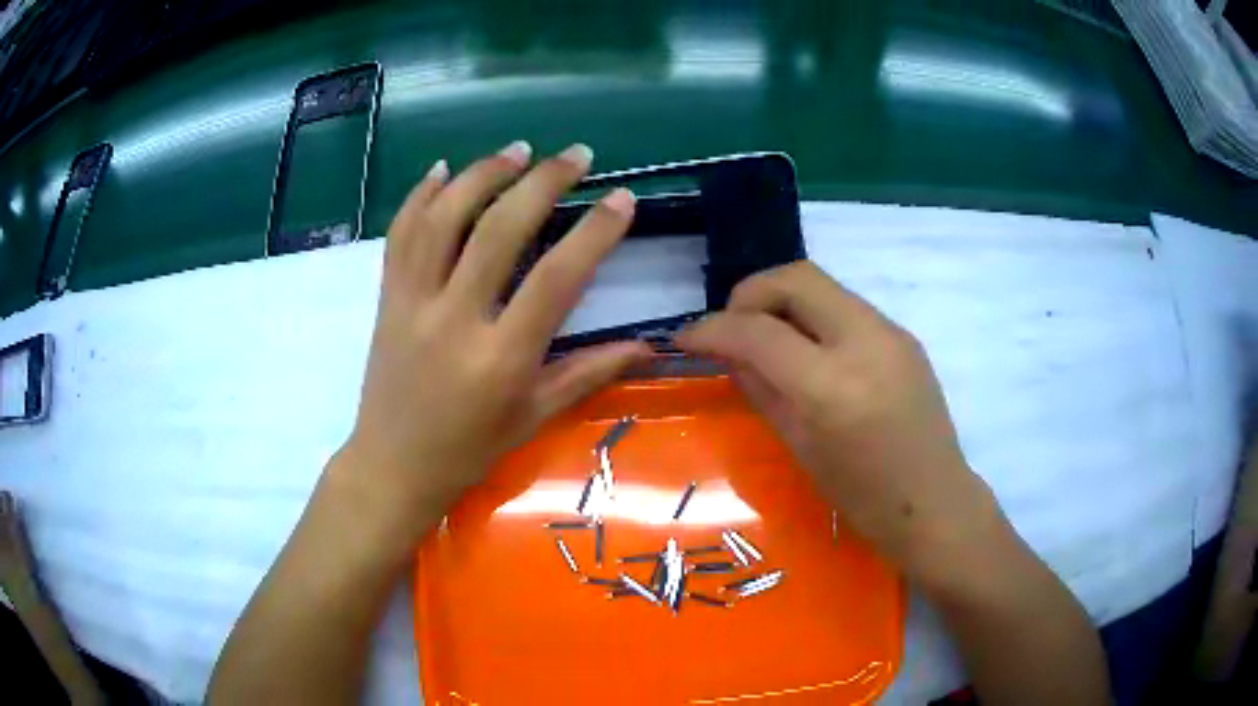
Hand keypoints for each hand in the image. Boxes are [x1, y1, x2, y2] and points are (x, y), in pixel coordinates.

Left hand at [339, 142, 648, 530]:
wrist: (393, 465)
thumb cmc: (468, 450)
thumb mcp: (533, 418)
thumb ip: (588, 374)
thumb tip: (648, 345)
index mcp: (501, 357)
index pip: (557, 279)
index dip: (595, 232)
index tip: (621, 198)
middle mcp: (455, 319)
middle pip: (500, 230)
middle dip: (543, 182)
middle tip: (575, 155)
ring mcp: (413, 303)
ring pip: (444, 219)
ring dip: (483, 175)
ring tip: (517, 150)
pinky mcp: (387, 298)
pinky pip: (400, 235)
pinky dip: (421, 196)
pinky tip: (444, 170)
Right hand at [676, 261, 1001, 588]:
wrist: (934, 502)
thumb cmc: (863, 498)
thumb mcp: (801, 448)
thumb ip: (761, 390)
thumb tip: (729, 354)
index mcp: (832, 386)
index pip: (758, 332)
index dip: (711, 328)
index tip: (685, 338)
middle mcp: (864, 342)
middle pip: (794, 278)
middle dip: (749, 294)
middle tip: (732, 329)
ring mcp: (890, 332)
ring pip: (821, 284)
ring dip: (781, 301)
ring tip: (765, 338)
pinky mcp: (903, 334)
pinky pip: (844, 305)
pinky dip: (812, 315)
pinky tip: (807, 350)